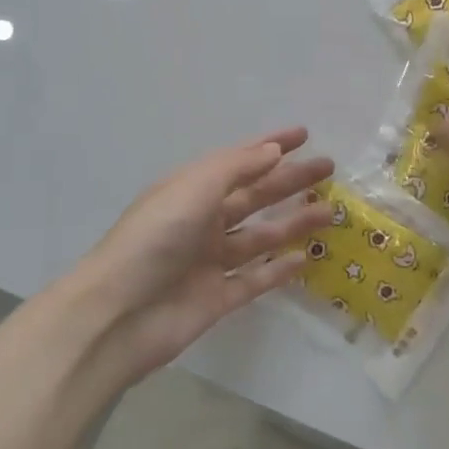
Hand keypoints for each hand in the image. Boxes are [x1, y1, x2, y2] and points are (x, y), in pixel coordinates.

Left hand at [70, 128, 333, 379]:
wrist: (119, 314)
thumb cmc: (155, 238)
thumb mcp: (194, 188)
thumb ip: (236, 168)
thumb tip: (271, 150)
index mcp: (191, 190)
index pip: (238, 161)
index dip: (270, 146)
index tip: (304, 135)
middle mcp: (202, 221)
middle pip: (254, 196)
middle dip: (290, 181)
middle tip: (329, 170)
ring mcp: (210, 262)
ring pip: (260, 237)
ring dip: (293, 222)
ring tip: (329, 212)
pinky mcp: (218, 298)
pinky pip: (255, 279)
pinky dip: (278, 269)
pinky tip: (305, 259)